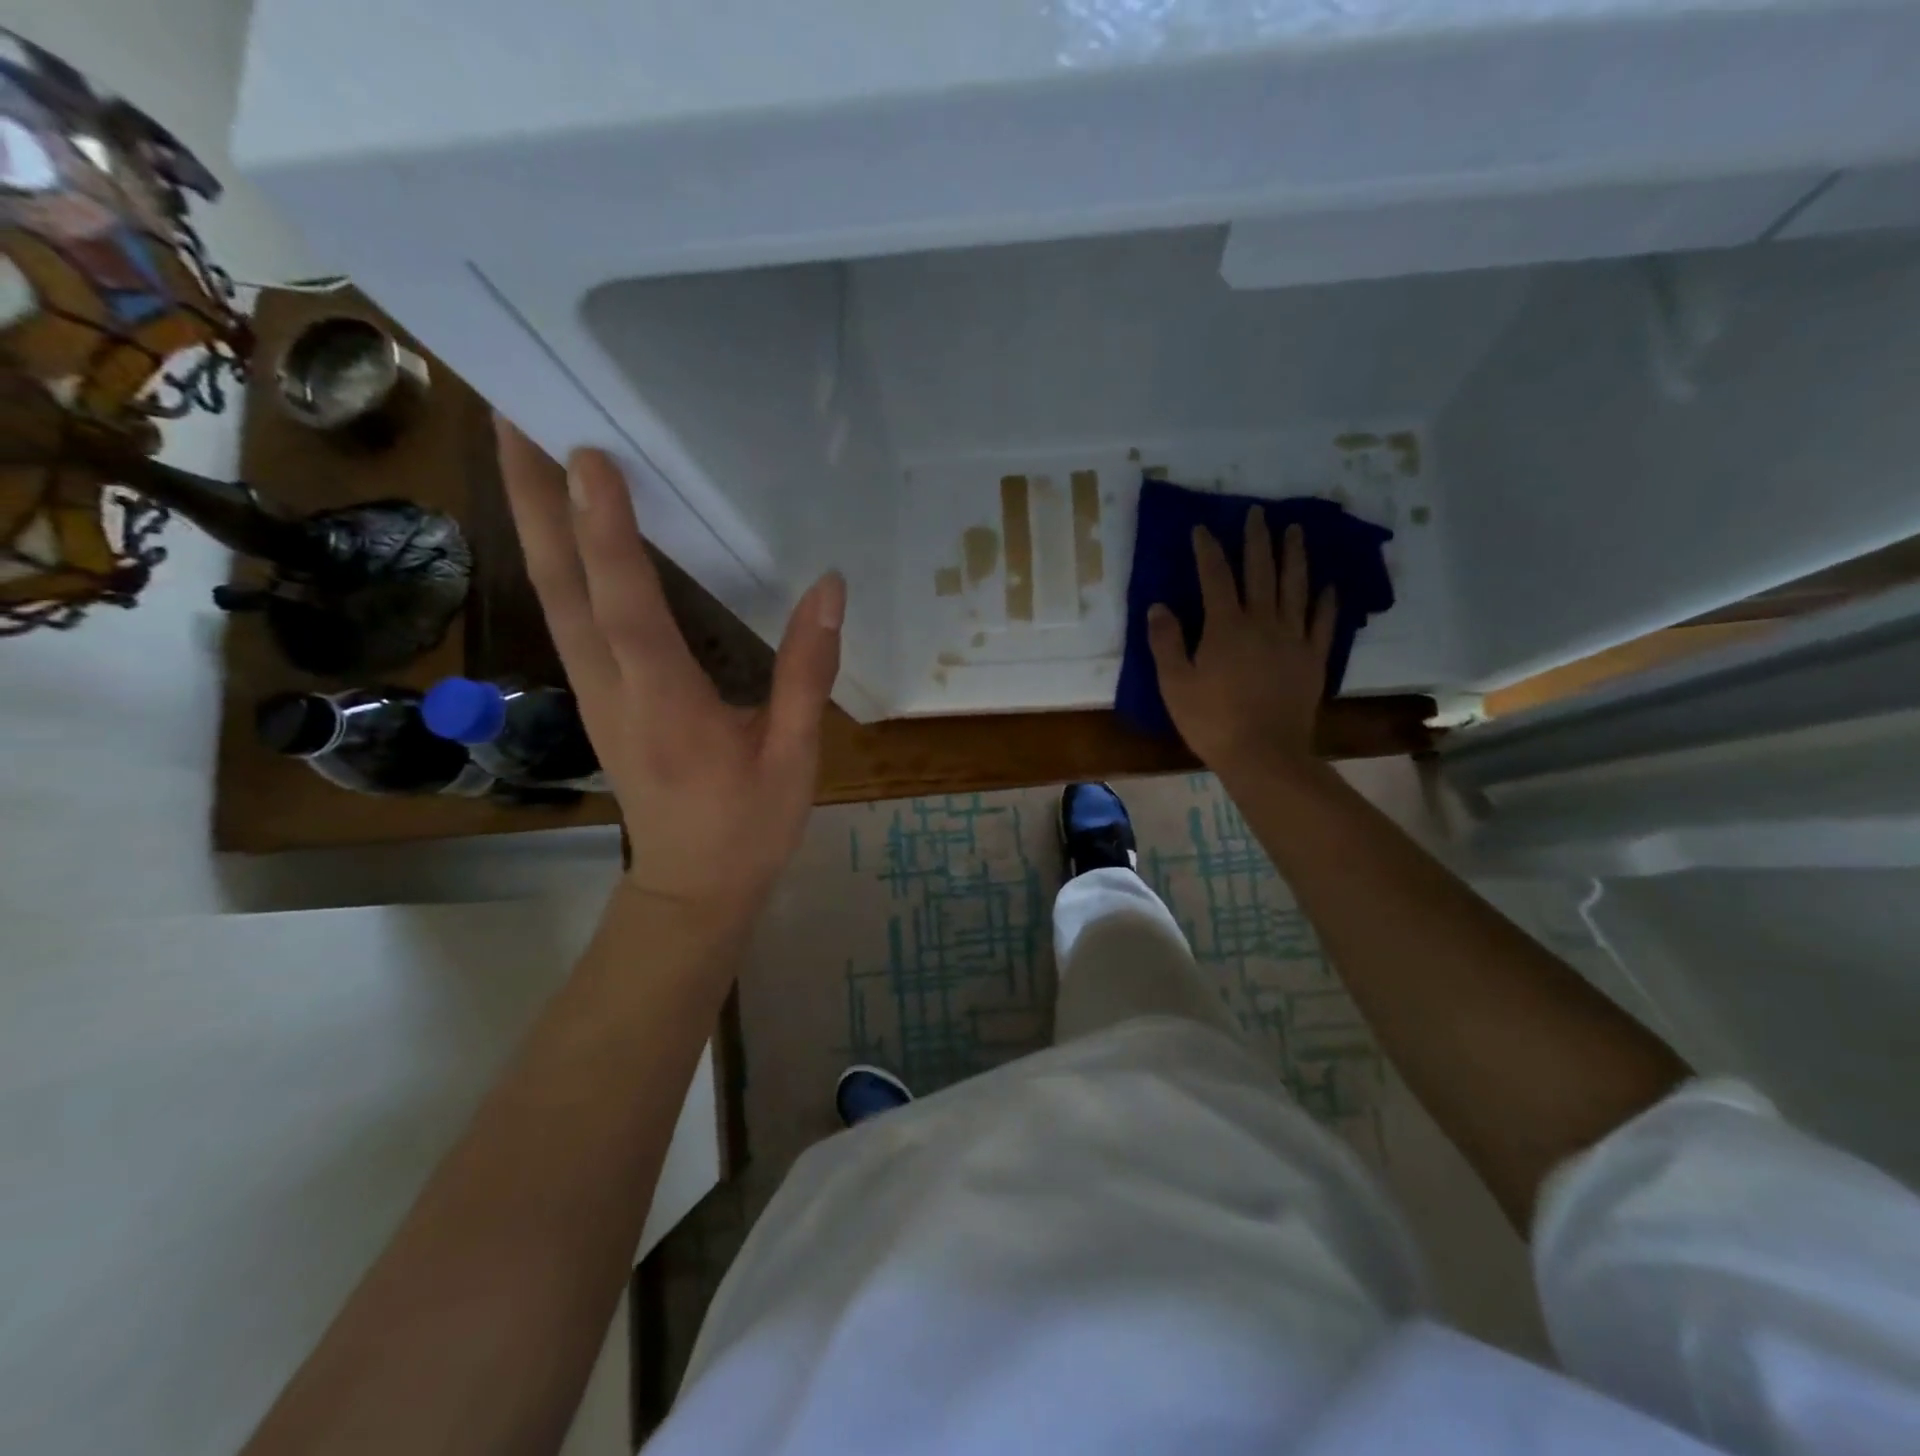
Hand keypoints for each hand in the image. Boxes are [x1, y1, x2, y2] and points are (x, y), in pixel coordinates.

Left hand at [496, 421, 842, 922]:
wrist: (691, 887)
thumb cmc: (748, 826)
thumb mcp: (793, 755)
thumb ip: (806, 671)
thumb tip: (829, 588)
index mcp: (664, 703)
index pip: (626, 606)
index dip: (606, 531)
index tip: (589, 454)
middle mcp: (612, 688)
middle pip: (558, 586)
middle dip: (531, 499)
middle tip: (512, 413)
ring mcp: (594, 692)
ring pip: (552, 597)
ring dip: (532, 520)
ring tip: (523, 447)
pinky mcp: (597, 696)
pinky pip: (567, 616)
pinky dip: (556, 560)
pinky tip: (561, 527)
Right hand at [1147, 507, 1335, 775]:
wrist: (1264, 753)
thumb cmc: (1212, 721)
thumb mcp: (1175, 684)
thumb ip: (1167, 642)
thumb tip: (1159, 606)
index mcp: (1226, 627)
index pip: (1215, 577)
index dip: (1208, 550)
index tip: (1202, 527)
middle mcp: (1263, 622)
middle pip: (1260, 572)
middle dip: (1257, 539)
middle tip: (1257, 512)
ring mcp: (1293, 638)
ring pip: (1296, 587)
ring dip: (1294, 556)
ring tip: (1296, 530)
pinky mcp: (1313, 658)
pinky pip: (1323, 622)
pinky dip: (1326, 601)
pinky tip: (1329, 585)